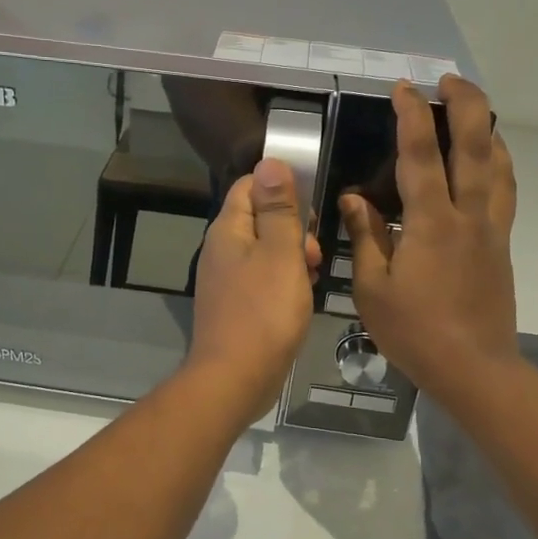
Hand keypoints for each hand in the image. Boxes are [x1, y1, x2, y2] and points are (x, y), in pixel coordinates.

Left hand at [185, 158, 321, 420]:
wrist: (235, 378)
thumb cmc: (264, 312)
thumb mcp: (281, 253)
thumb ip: (278, 208)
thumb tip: (269, 160)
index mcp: (228, 229)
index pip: (251, 185)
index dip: (282, 187)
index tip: (311, 207)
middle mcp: (221, 249)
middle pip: (260, 218)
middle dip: (293, 227)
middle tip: (316, 251)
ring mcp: (226, 279)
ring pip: (265, 251)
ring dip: (293, 256)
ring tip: (314, 275)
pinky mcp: (235, 305)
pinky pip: (263, 279)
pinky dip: (284, 281)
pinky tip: (301, 298)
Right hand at [341, 76, 518, 400]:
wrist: (474, 368)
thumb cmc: (415, 332)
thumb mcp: (372, 289)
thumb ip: (365, 237)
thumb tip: (354, 199)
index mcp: (431, 223)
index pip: (420, 155)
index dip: (411, 115)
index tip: (402, 88)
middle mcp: (468, 215)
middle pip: (475, 144)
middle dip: (465, 104)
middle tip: (448, 80)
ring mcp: (491, 228)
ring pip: (499, 164)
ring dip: (487, 129)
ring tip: (473, 110)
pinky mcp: (501, 244)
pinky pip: (505, 190)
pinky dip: (499, 163)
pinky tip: (489, 161)